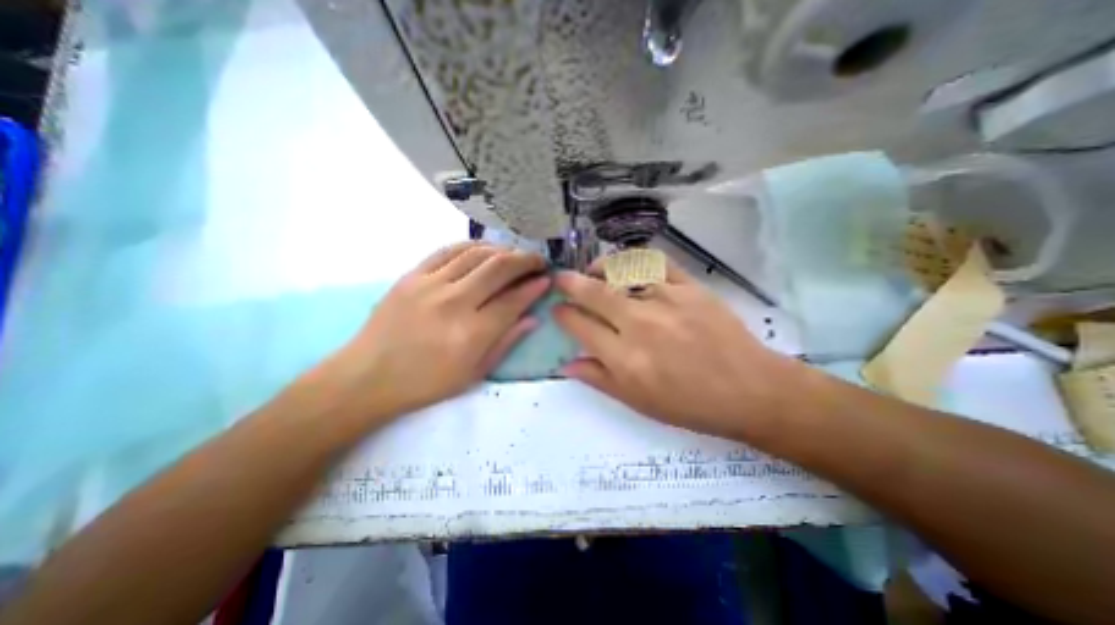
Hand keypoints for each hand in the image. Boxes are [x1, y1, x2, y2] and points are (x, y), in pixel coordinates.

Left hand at [306, 242, 548, 424]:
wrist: (367, 377)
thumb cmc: (426, 383)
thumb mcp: (474, 373)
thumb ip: (506, 342)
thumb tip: (533, 318)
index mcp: (471, 334)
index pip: (513, 300)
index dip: (534, 287)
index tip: (547, 279)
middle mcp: (453, 303)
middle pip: (498, 268)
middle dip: (525, 260)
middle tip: (538, 261)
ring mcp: (430, 285)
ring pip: (476, 253)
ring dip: (502, 250)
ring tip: (515, 254)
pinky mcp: (412, 275)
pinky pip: (448, 250)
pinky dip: (472, 246)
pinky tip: (485, 249)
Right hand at [556, 255, 802, 441]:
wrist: (749, 390)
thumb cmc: (690, 404)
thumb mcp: (638, 402)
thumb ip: (599, 379)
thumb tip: (566, 364)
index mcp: (625, 358)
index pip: (580, 326)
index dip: (563, 315)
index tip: (557, 309)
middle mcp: (640, 324)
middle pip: (594, 293)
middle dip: (569, 283)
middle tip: (560, 278)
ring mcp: (666, 300)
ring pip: (622, 270)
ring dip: (600, 267)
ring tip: (594, 271)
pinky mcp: (690, 287)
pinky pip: (656, 262)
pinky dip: (636, 260)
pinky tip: (631, 268)